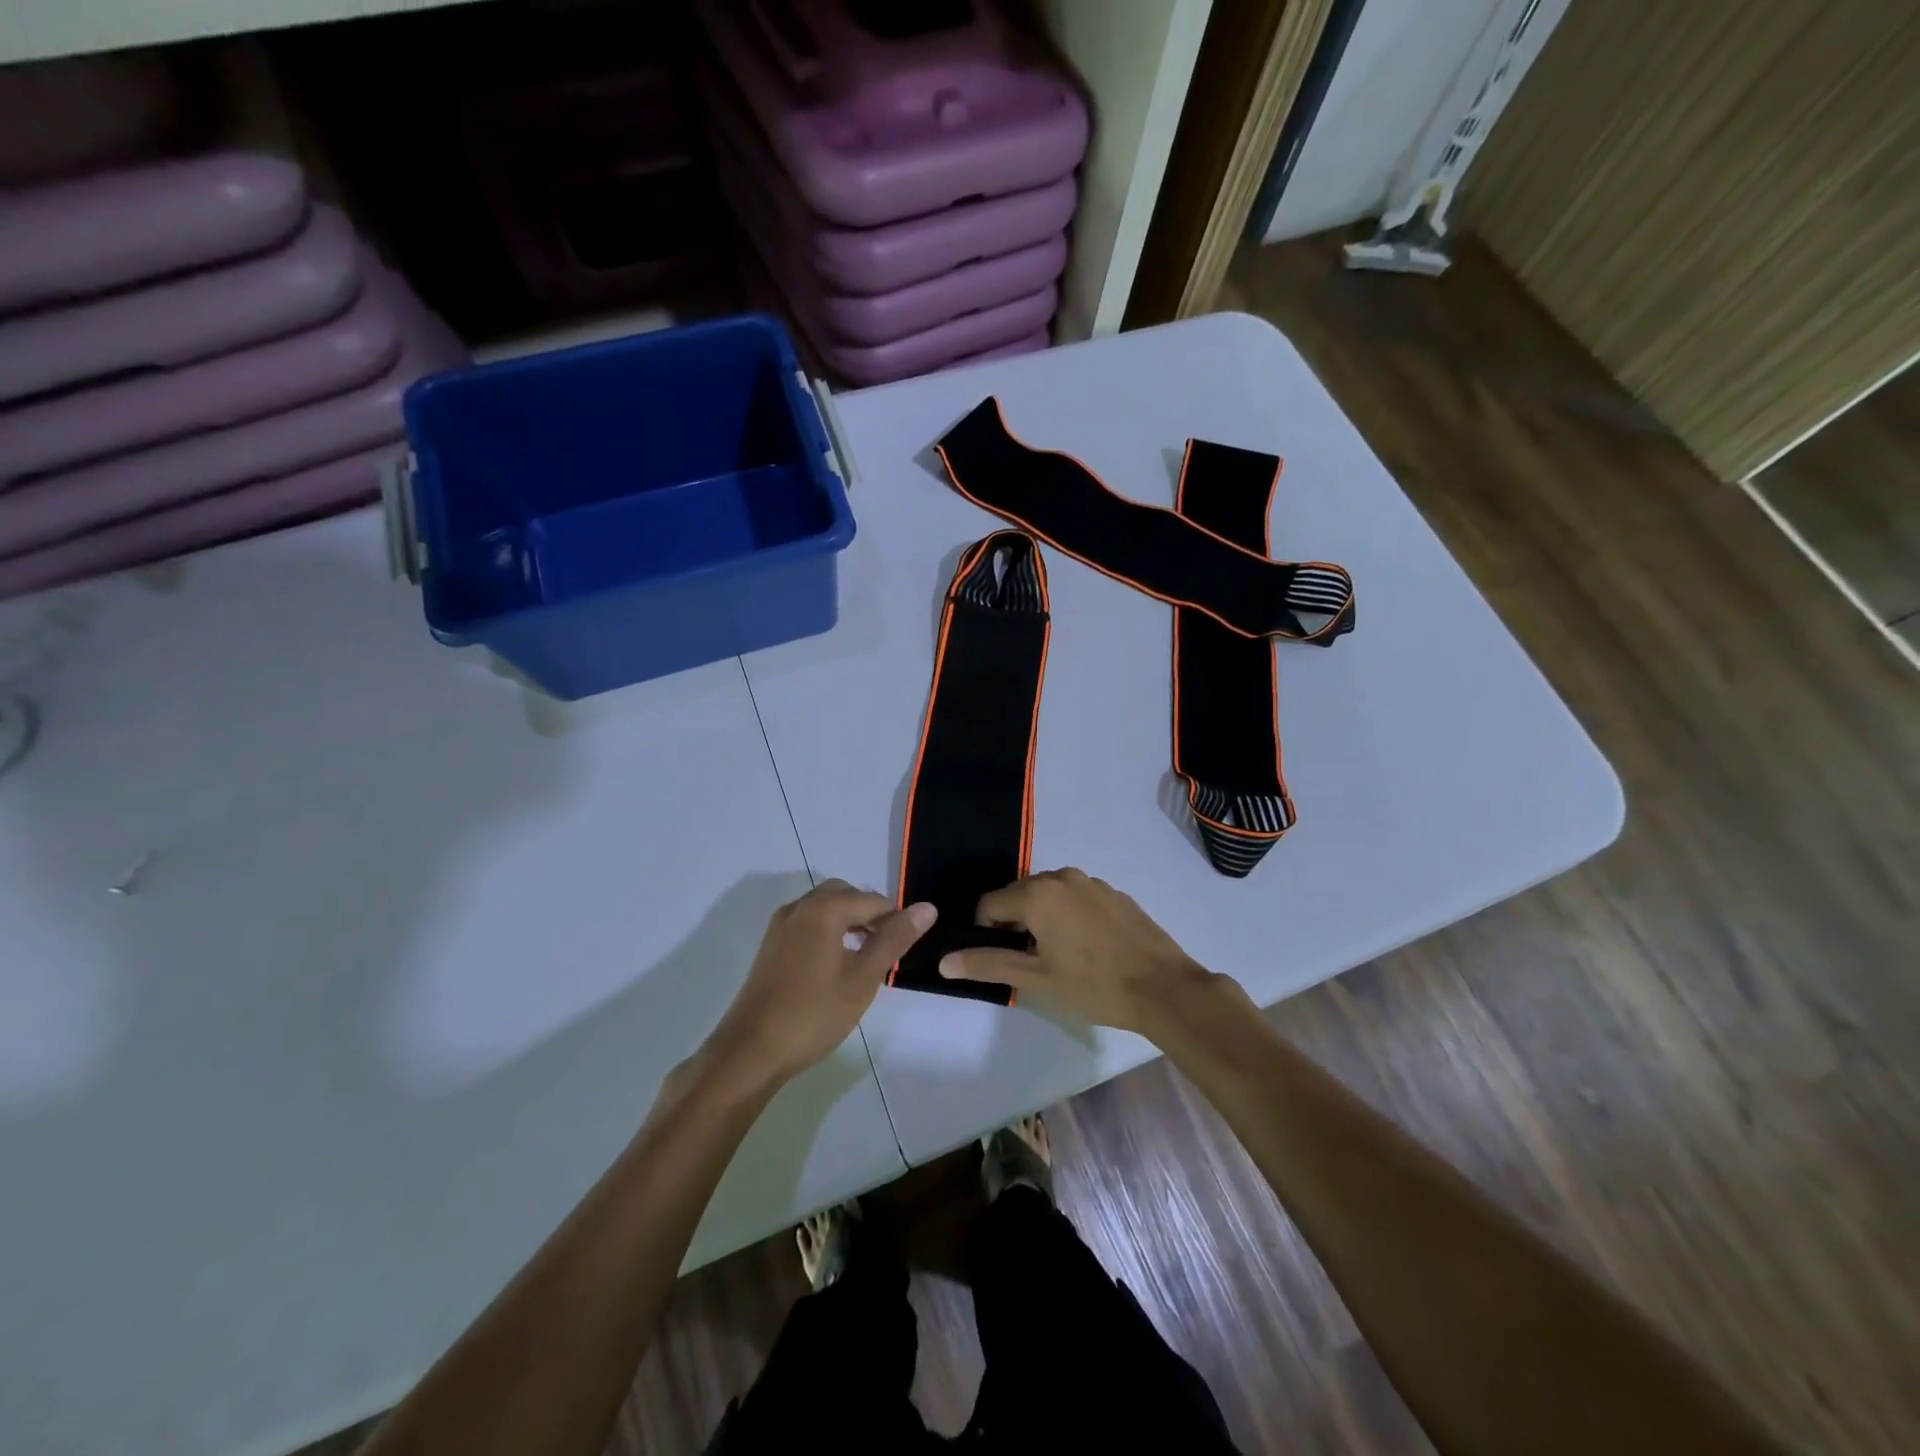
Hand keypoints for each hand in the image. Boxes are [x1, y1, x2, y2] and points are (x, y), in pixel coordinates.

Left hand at [708, 880, 935, 1083]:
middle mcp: (801, 906)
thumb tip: (927, 907)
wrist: (751, 1051)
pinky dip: (828, 931)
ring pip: (825, 907)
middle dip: (870, 915)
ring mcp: (781, 925)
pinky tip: (835, 965)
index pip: (874, 901)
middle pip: (846, 894)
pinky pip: (808, 922)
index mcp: (825, 909)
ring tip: (865, 958)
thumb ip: (895, 939)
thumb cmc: (814, 1014)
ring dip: (849, 921)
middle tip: (886, 950)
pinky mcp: (771, 945)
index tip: (905, 951)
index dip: (896, 921)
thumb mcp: (864, 978)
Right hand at [938, 868, 1217, 1034]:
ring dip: (1042, 918)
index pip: (989, 903)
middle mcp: (1061, 876)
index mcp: (1037, 893)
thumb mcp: (1036, 979)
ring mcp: (1092, 882)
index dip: (985, 932)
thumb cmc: (1094, 985)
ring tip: (1058, 955)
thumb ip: (988, 964)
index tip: (1001, 959)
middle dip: (1014, 923)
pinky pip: (1076, 897)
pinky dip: (1069, 915)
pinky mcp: (1114, 893)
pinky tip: (1087, 947)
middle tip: (1029, 961)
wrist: (1164, 988)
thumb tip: (944, 961)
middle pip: (1019, 894)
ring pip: (1049, 895)